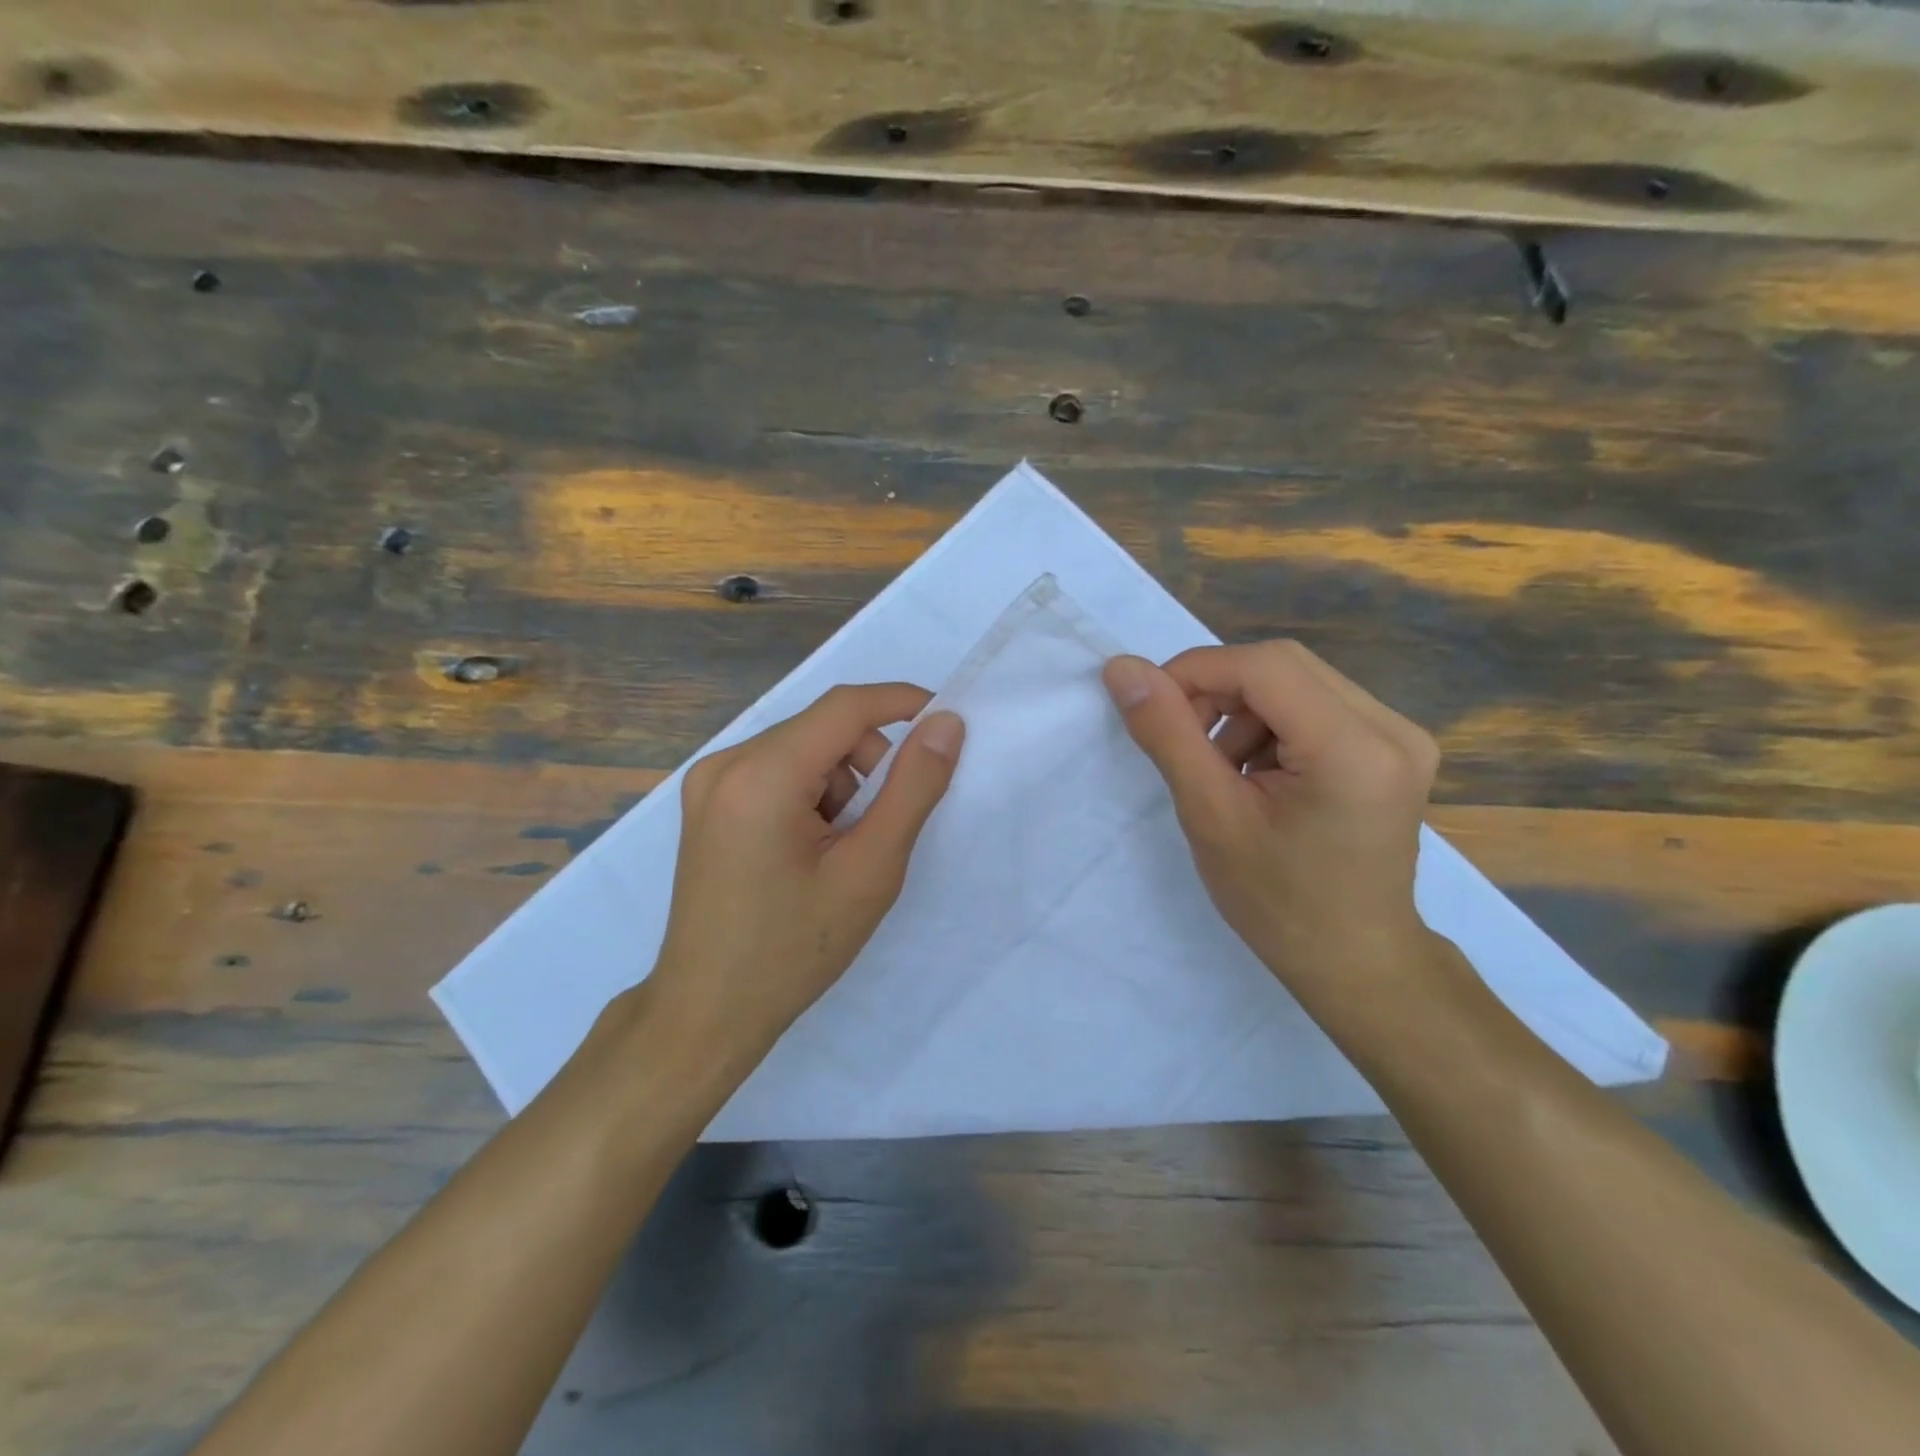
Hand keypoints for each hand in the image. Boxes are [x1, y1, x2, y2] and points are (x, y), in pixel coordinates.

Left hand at [643, 684, 964, 1064]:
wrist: (708, 1012)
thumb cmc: (794, 949)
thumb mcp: (870, 869)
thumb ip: (914, 788)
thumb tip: (946, 724)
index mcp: (761, 775)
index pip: (844, 707)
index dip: (901, 703)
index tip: (945, 722)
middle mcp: (725, 763)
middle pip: (822, 729)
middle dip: (868, 763)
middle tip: (879, 828)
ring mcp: (708, 782)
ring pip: (802, 750)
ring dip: (838, 785)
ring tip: (837, 851)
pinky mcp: (707, 803)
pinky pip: (776, 771)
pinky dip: (809, 795)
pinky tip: (806, 851)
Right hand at [1102, 641, 1440, 998]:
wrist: (1354, 960)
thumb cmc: (1277, 902)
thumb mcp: (1210, 815)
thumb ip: (1167, 733)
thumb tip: (1121, 668)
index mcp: (1354, 749)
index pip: (1264, 666)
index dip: (1195, 672)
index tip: (1149, 706)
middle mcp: (1392, 728)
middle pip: (1283, 666)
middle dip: (1218, 691)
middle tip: (1183, 740)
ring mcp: (1400, 736)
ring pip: (1296, 682)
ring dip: (1242, 711)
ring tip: (1221, 769)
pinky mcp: (1393, 747)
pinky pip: (1316, 705)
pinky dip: (1270, 726)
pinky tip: (1256, 773)